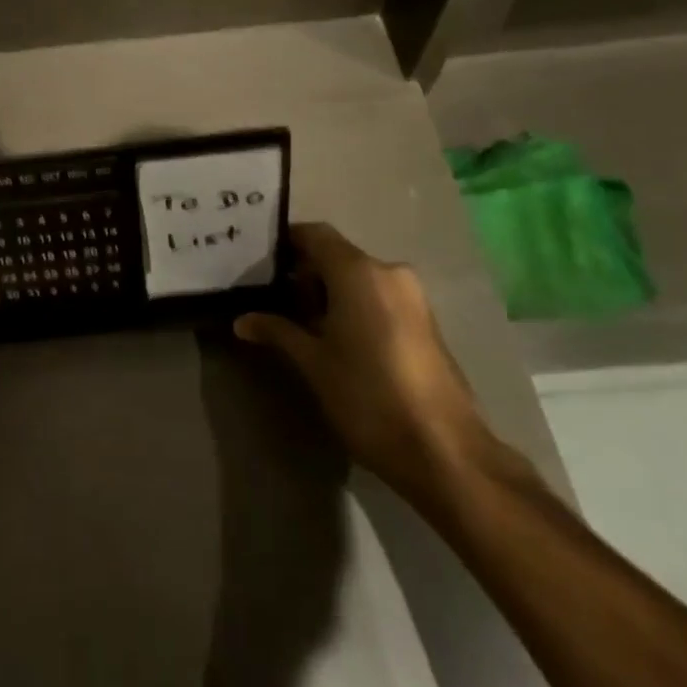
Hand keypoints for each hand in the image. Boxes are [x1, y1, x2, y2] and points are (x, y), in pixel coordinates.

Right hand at [234, 223, 496, 511]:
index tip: (258, 262)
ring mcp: (412, 297)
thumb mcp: (313, 364)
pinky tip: (337, 339)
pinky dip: (354, 306)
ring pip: (359, 278)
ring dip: (329, 292)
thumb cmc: (368, 397)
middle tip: (272, 298)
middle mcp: (388, 272)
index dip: (285, 242)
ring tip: (301, 322)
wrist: (446, 453)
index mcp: (358, 271)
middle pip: (337, 255)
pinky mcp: (425, 322)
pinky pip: (379, 297)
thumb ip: (278, 332)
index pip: (314, 234)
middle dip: (304, 273)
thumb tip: (241, 320)